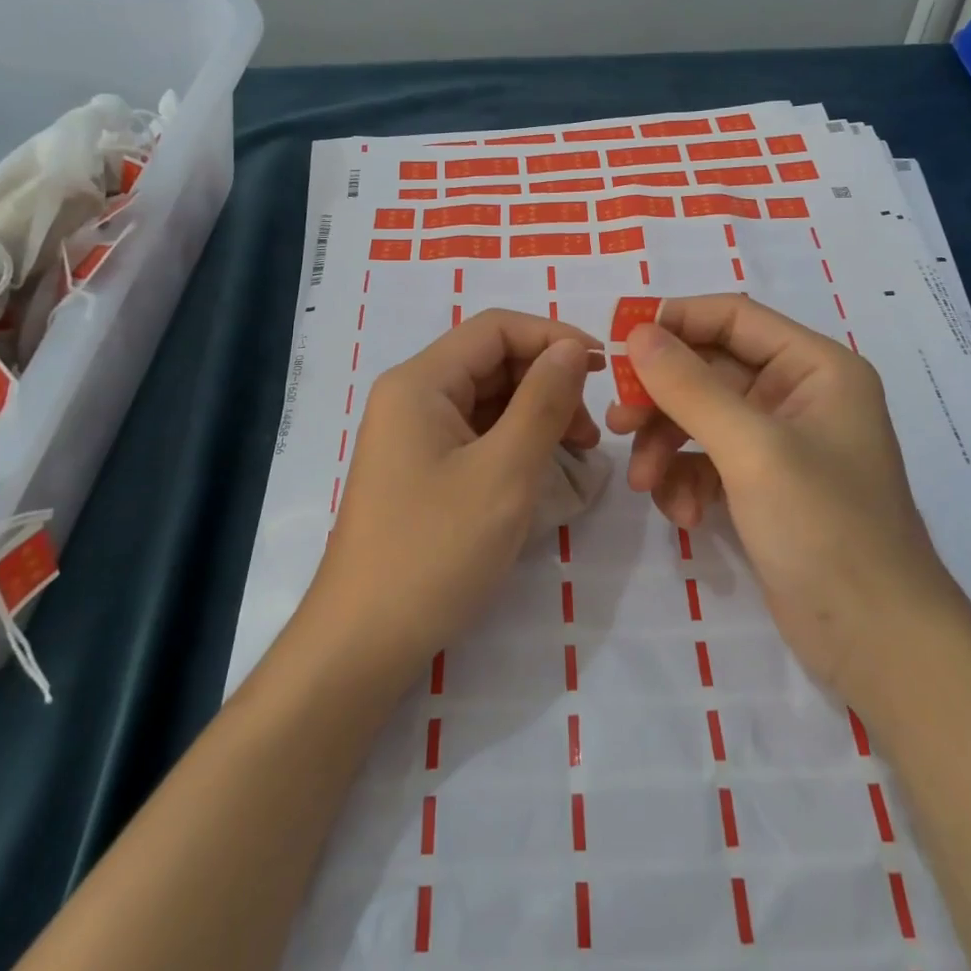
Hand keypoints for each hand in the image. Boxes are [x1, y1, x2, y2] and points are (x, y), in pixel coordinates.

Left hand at [303, 309, 603, 691]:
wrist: (364, 641)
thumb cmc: (435, 552)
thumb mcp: (504, 473)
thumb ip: (543, 402)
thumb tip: (574, 348)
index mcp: (420, 382)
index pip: (495, 328)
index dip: (554, 338)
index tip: (606, 370)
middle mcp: (411, 396)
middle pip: (491, 361)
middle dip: (548, 382)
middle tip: (592, 431)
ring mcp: (412, 434)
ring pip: (488, 400)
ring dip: (536, 414)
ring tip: (578, 454)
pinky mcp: (420, 468)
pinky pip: (476, 435)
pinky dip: (515, 443)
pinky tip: (545, 470)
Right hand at [606, 295, 962, 704]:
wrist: (877, 642)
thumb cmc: (825, 528)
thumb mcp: (752, 449)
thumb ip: (690, 387)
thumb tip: (636, 332)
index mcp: (815, 367)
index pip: (733, 317)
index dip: (674, 323)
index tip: (618, 347)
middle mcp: (798, 394)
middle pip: (709, 370)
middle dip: (661, 398)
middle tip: (617, 423)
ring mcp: (780, 442)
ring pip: (700, 417)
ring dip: (666, 445)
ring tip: (646, 484)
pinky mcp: (763, 485)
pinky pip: (707, 460)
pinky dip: (685, 480)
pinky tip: (682, 515)